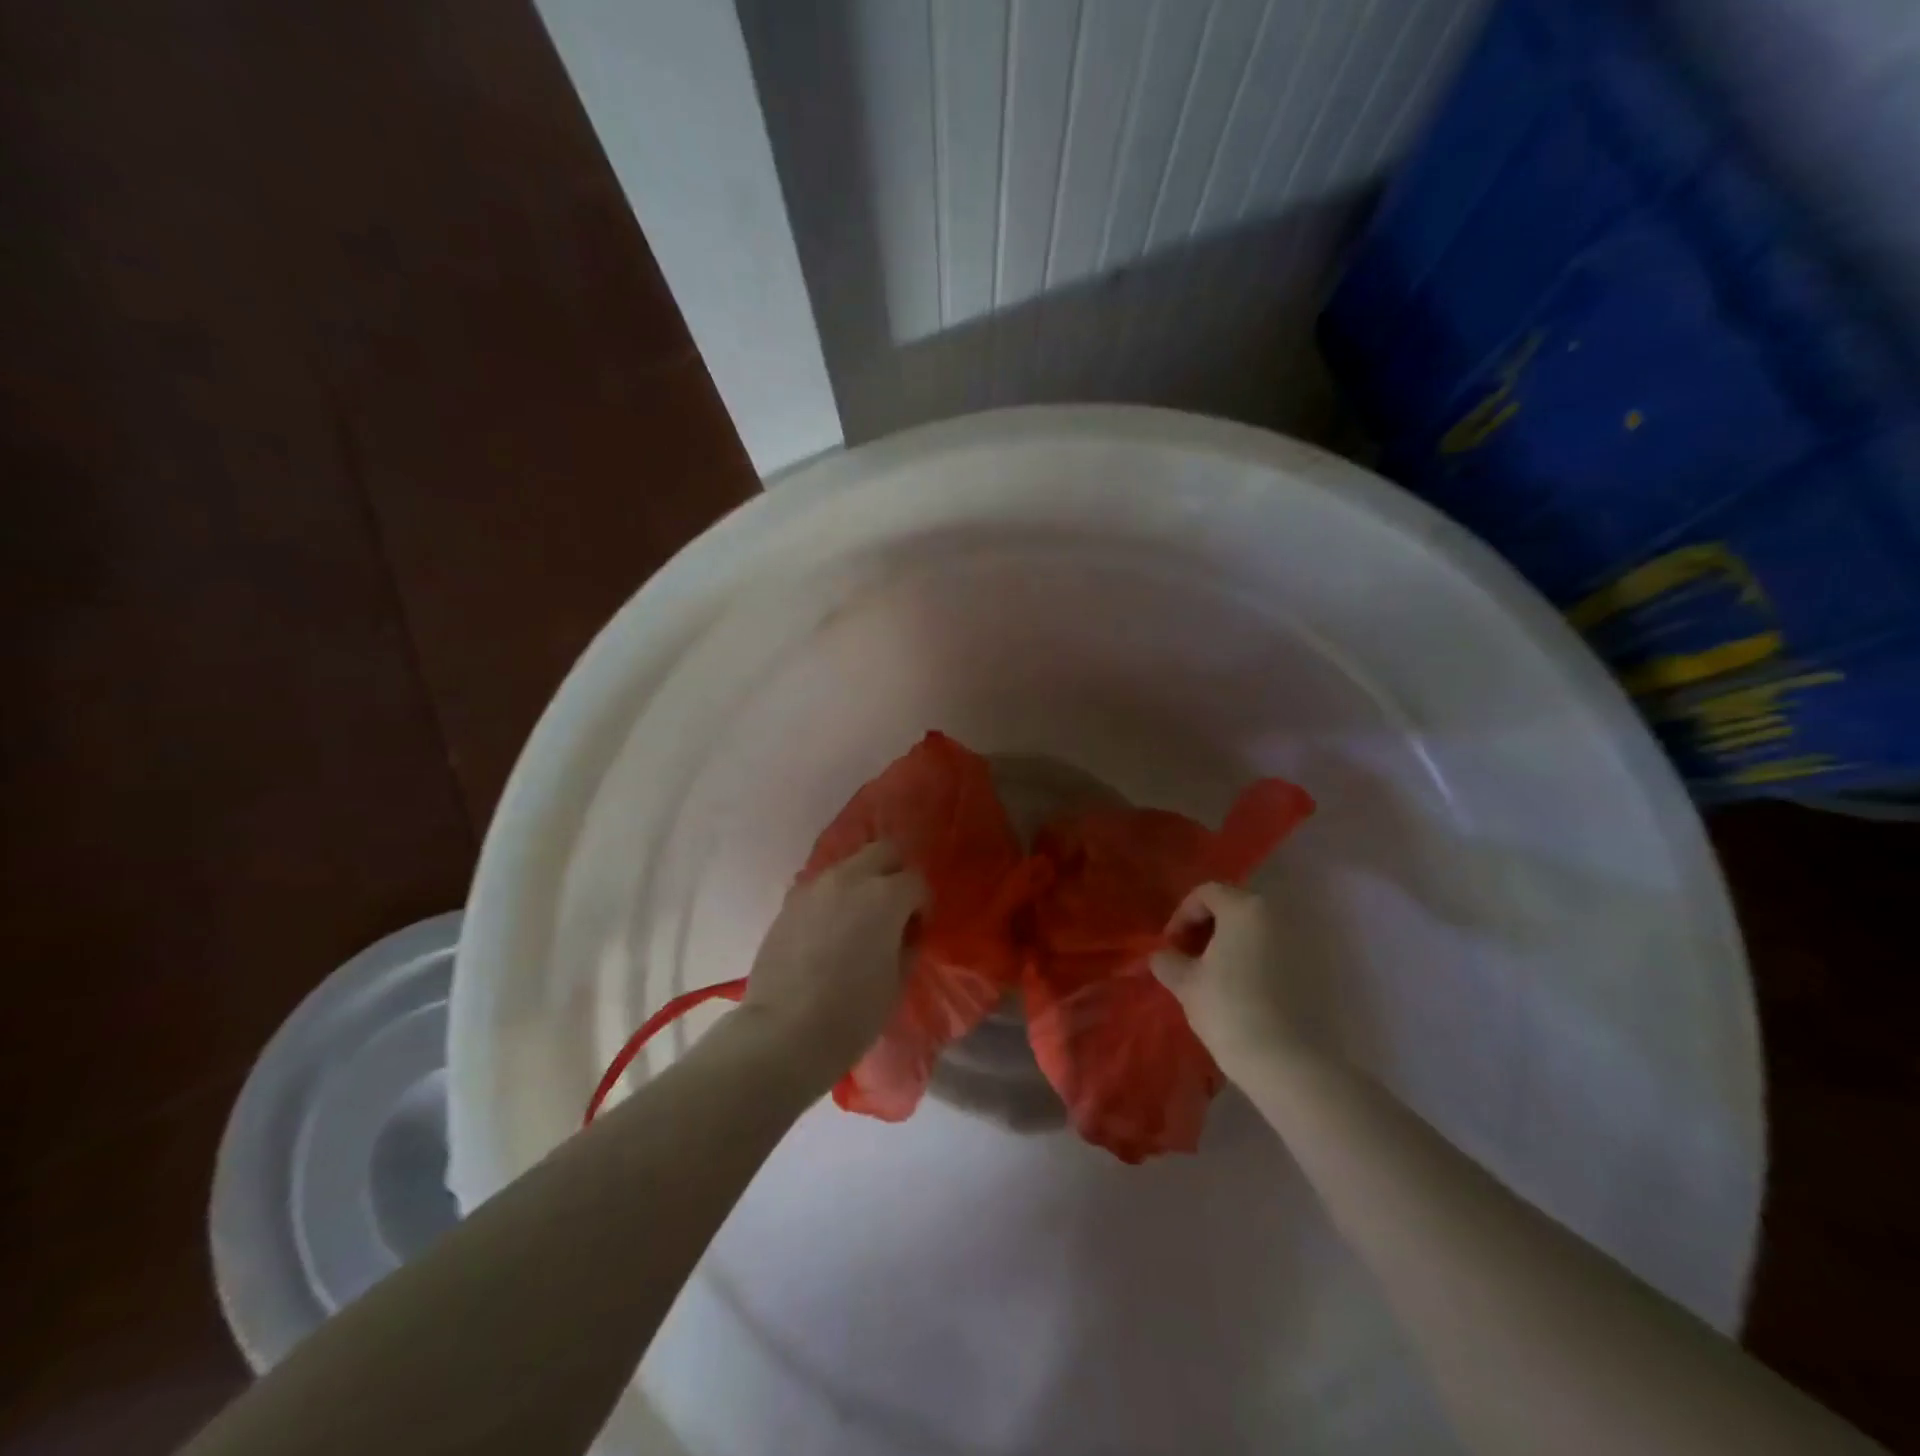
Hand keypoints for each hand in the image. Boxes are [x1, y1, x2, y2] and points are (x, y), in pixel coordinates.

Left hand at [741, 842, 927, 1082]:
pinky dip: (833, 898)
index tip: (916, 931)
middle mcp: (850, 878)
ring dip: (862, 882)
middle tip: (894, 908)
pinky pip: (821, 887)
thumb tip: (903, 932)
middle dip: (895, 872)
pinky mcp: (789, 903)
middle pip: (883, 851)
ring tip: (859, 920)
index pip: (916, 880)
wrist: (784, 1033)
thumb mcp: (897, 981)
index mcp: (885, 896)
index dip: (922, 905)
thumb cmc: (853, 1013)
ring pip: (849, 865)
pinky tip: (830, 930)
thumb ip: (906, 945)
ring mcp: (814, 887)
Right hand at [1151, 884, 1304, 1078]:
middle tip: (1189, 958)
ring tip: (1214, 976)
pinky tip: (1243, 991)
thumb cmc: (1228, 1009)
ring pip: (1257, 931)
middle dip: (1207, 928)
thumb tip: (1163, 956)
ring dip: (1232, 944)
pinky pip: (1276, 952)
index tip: (1170, 946)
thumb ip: (1168, 960)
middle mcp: (1278, 915)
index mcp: (1245, 908)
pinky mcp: (1316, 970)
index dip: (1182, 915)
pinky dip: (1256, 961)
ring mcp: (1302, 941)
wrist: (1287, 1061)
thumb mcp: (1185, 982)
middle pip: (1234, 907)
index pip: (1206, 893)